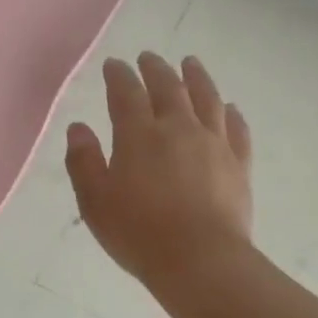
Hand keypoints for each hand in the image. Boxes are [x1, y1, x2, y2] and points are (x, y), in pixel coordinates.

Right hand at [64, 53, 252, 292]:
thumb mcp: (95, 202)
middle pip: (168, 87)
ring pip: (206, 98)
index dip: (119, 76)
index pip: (126, 93)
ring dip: (196, 77)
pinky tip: (229, 108)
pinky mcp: (238, 163)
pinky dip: (230, 113)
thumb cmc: (138, 233)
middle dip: (155, 69)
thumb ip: (83, 162)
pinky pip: (237, 129)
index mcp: (139, 135)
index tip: (114, 65)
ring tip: (190, 63)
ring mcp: (213, 143)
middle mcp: (178, 128)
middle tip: (149, 57)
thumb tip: (79, 127)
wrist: (200, 260)